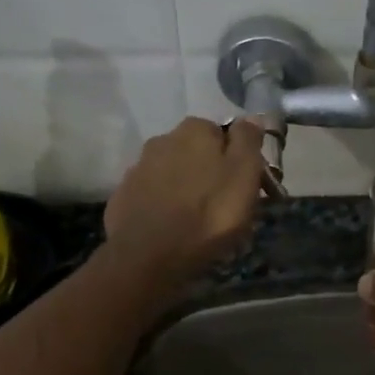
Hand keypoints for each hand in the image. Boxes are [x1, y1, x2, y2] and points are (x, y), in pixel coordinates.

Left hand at [102, 117, 264, 287]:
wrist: (149, 257)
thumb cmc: (209, 214)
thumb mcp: (244, 175)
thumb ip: (248, 141)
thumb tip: (251, 117)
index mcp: (195, 130)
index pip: (223, 133)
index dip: (237, 158)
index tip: (246, 184)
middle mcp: (162, 140)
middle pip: (195, 152)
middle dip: (209, 171)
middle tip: (224, 204)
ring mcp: (138, 169)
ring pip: (172, 173)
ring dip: (185, 188)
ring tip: (198, 220)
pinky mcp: (123, 197)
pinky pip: (152, 195)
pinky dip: (163, 205)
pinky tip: (172, 227)